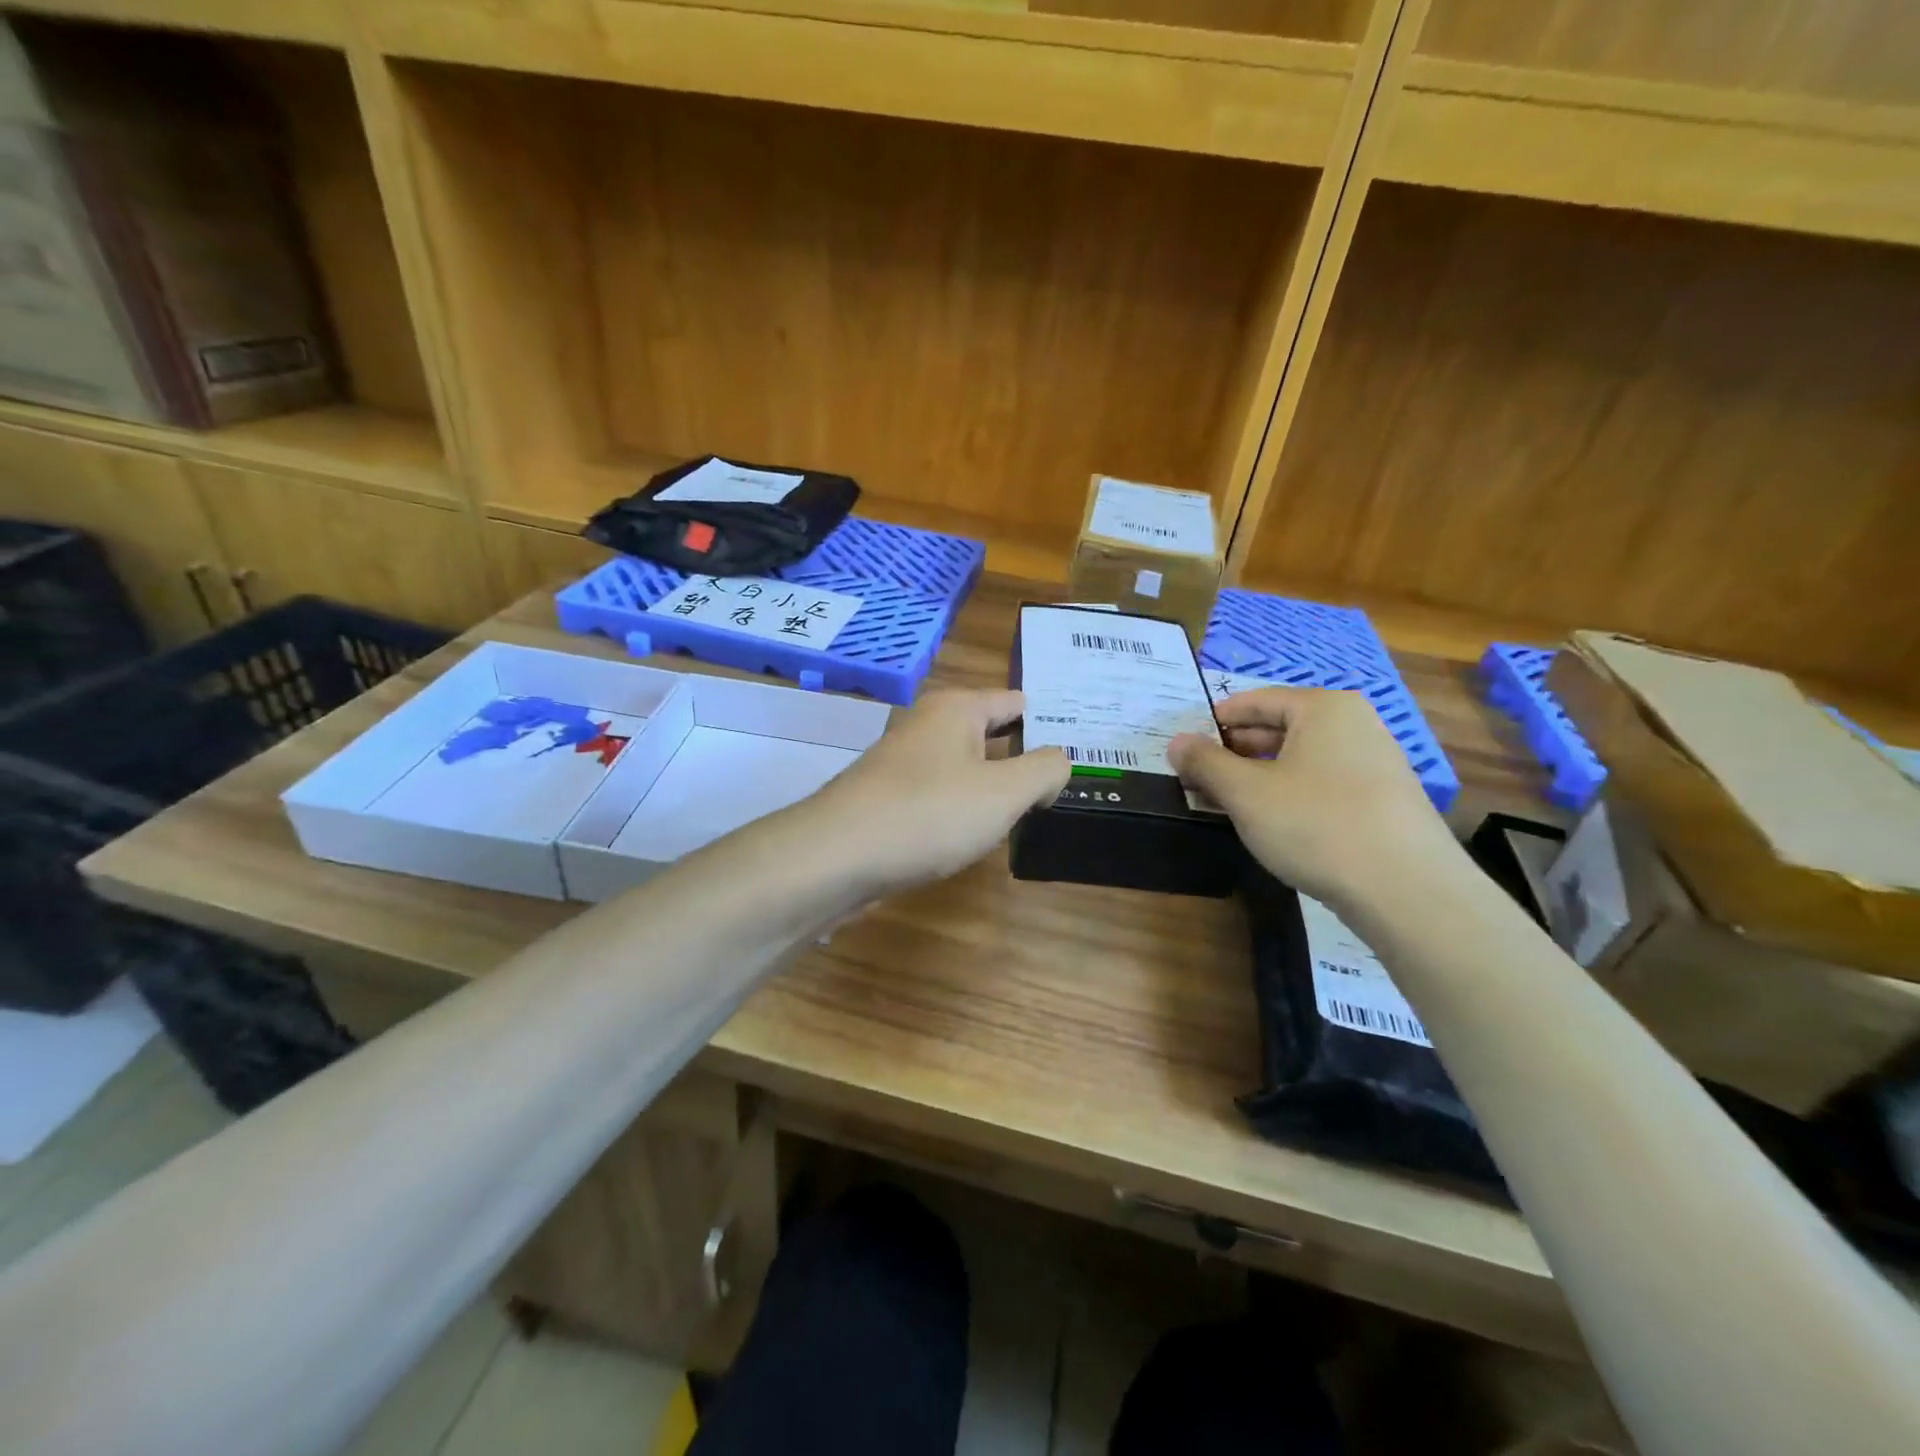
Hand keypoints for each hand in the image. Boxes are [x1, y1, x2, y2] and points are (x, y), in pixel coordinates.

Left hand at [802, 689, 1069, 895]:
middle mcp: (927, 726)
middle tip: (1066, 781)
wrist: (836, 857)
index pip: (1016, 701)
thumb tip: (1060, 760)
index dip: (1050, 722)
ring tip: (1031, 810)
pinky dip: (962, 809)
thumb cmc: (928, 813)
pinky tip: (976, 834)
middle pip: (990, 733)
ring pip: (964, 767)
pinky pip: (939, 795)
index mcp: (957, 709)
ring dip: (993, 786)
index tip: (1083, 747)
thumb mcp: (1004, 792)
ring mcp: (903, 763)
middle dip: (1024, 755)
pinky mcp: (888, 799)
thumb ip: (1044, 770)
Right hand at [1168, 686, 1456, 904]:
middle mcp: (1355, 725)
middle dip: (1234, 753)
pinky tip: (1271, 825)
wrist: (1407, 890)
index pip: (1254, 701)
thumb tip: (1177, 742)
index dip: (1213, 722)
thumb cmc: (1316, 824)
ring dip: (1258, 777)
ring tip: (1226, 803)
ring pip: (1300, 760)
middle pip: (1279, 729)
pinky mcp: (1384, 802)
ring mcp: (1375, 763)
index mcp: (1324, 708)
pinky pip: (1322, 785)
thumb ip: (1205, 762)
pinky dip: (1289, 796)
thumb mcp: (1245, 792)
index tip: (1184, 747)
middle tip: (1197, 778)